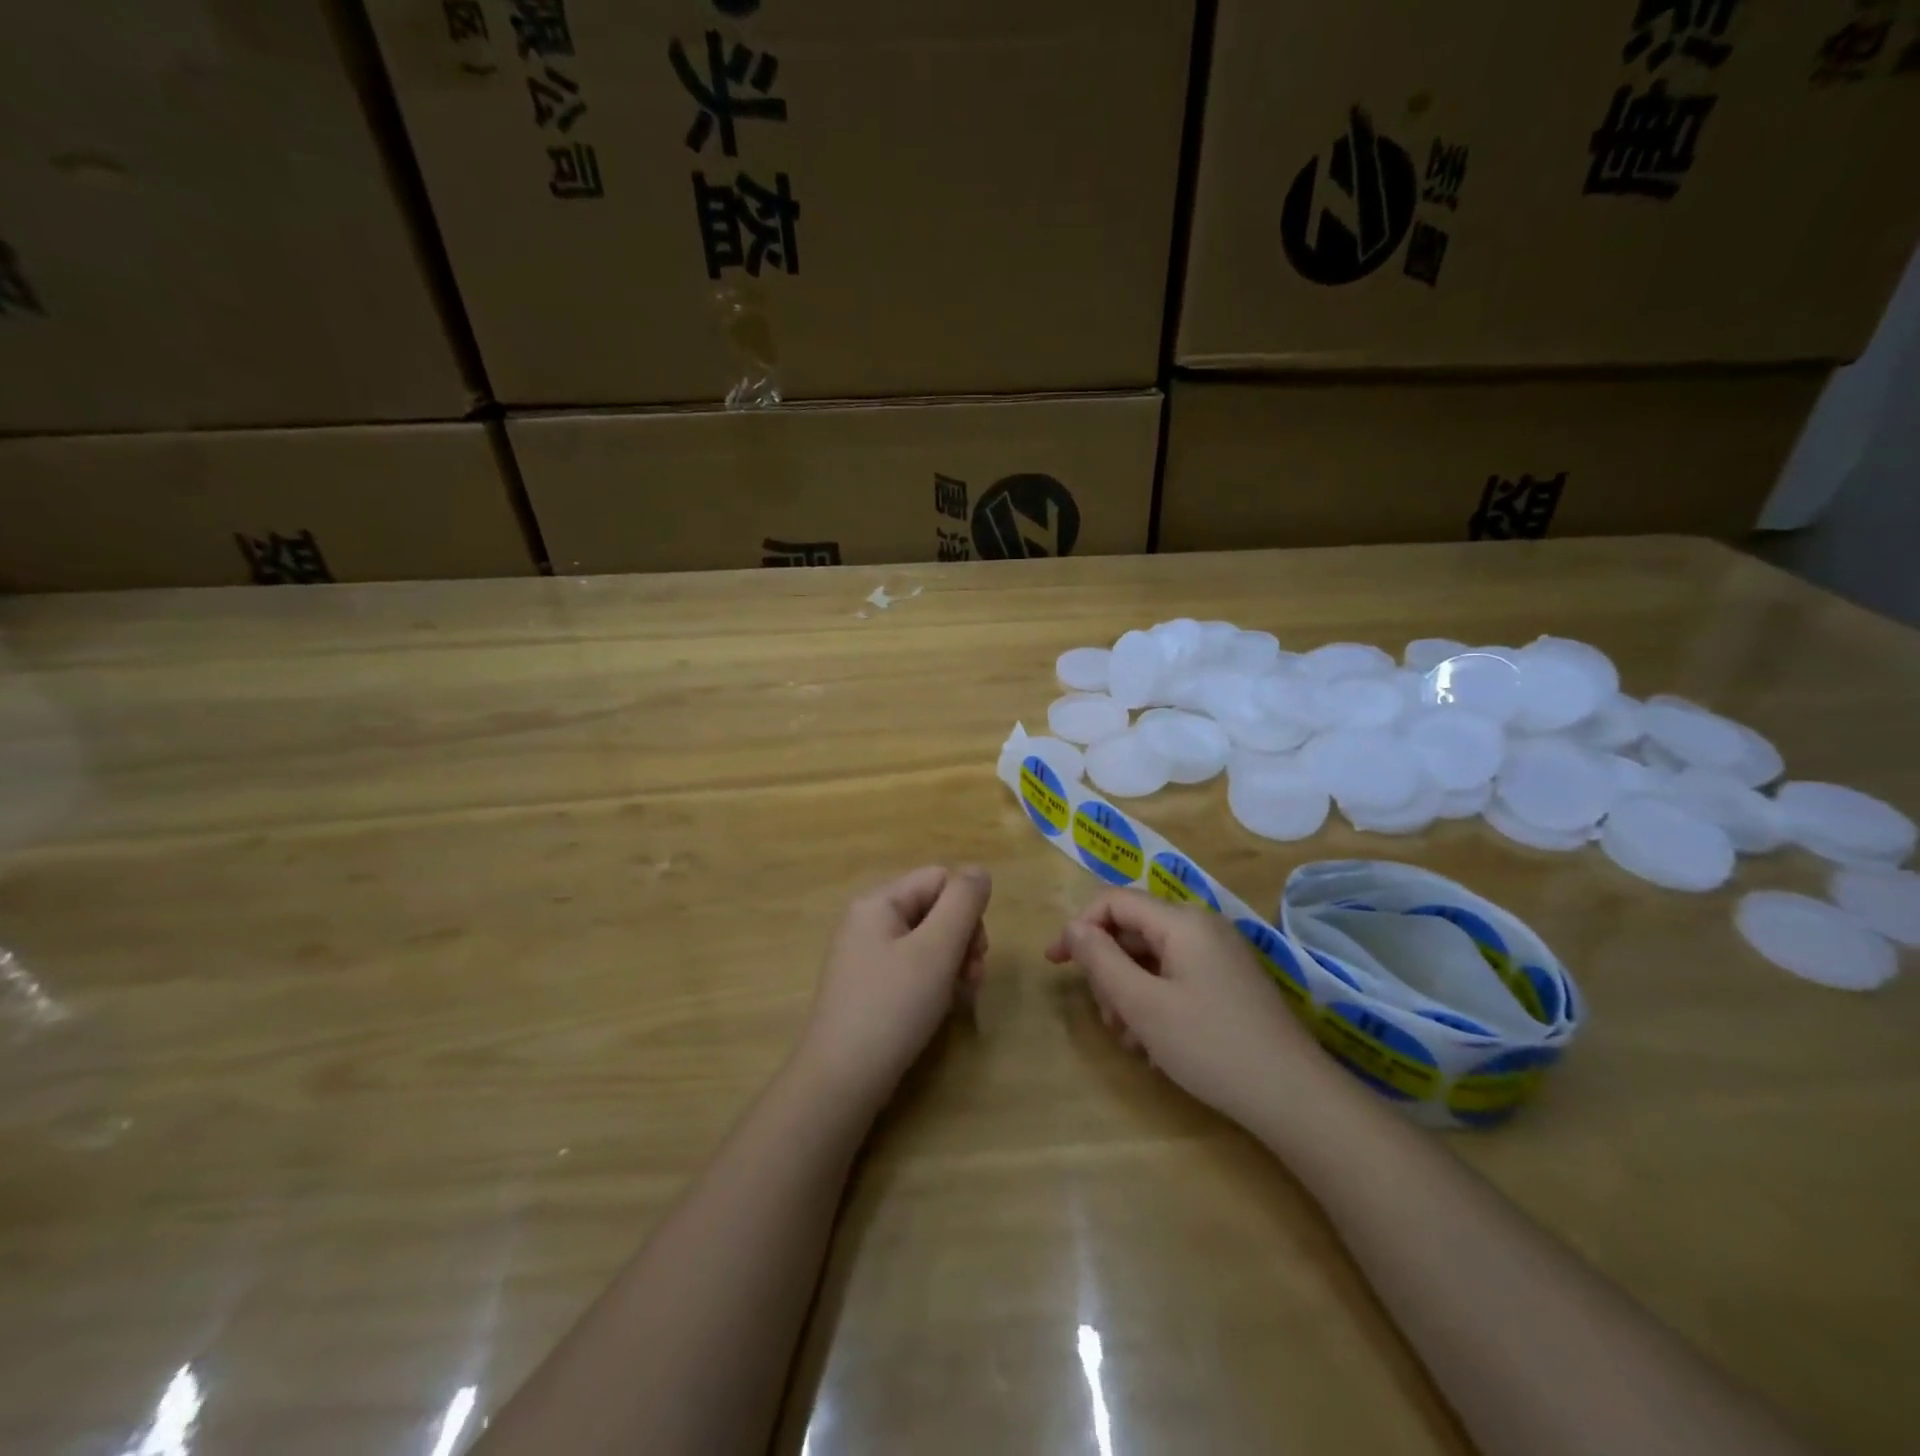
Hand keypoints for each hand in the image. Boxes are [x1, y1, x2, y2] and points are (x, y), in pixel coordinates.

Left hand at [797, 865, 991, 1109]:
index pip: (940, 879)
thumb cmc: (892, 1007)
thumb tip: (979, 871)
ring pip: (928, 941)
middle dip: (963, 940)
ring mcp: (866, 956)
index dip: (967, 909)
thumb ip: (963, 903)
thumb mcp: (936, 949)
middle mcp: (868, 921)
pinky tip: (942, 1008)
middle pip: (935, 909)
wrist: (841, 1081)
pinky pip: (912, 968)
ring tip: (962, 998)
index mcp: (878, 902)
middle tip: (973, 978)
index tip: (977, 950)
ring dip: (954, 964)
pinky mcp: (869, 987)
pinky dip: (934, 982)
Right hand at [1046, 889, 1349, 1134]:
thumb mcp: (1142, 1004)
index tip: (1055, 964)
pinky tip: (1157, 1045)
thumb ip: (1101, 960)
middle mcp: (1201, 926)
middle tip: (1107, 1019)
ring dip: (1130, 993)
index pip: (1114, 902)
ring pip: (1152, 958)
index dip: (1079, 928)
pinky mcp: (1229, 982)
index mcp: (1181, 921)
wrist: (1293, 1097)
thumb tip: (1074, 928)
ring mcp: (1219, 955)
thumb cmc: (1210, 1045)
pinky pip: (1176, 977)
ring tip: (1132, 1041)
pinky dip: (1156, 1002)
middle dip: (1109, 971)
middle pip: (1133, 931)